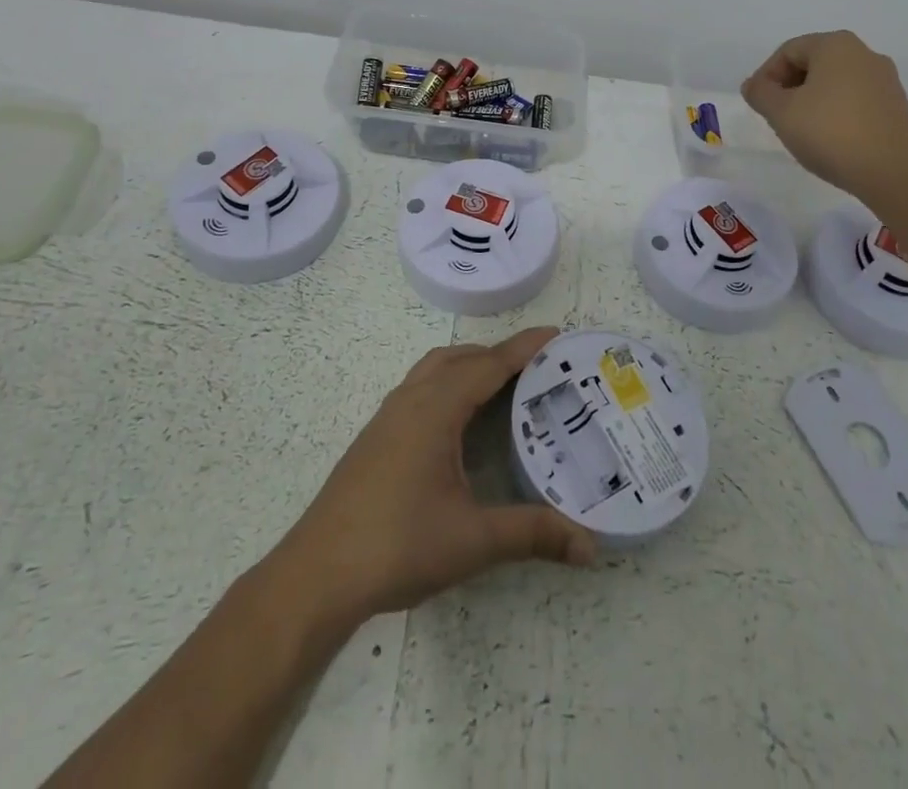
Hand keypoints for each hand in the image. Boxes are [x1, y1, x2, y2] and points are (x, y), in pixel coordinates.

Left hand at [268, 327, 595, 627]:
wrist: (317, 573)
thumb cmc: (397, 545)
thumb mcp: (473, 540)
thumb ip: (532, 535)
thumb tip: (591, 546)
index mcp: (436, 408)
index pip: (489, 365)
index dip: (524, 348)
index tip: (555, 334)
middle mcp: (411, 399)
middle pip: (461, 358)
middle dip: (499, 354)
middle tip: (537, 367)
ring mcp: (388, 416)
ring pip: (435, 369)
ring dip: (469, 366)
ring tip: (502, 386)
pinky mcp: (376, 436)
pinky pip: (420, 388)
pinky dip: (448, 384)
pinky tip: (457, 422)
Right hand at [741, 30, 907, 206]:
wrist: (892, 173)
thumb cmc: (830, 133)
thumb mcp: (781, 112)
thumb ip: (760, 93)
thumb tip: (754, 85)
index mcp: (836, 45)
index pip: (788, 51)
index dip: (766, 76)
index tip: (759, 105)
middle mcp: (865, 53)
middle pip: (812, 63)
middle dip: (788, 87)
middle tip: (776, 116)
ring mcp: (885, 79)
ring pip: (834, 82)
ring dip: (811, 100)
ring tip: (800, 129)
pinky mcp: (895, 105)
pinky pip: (854, 99)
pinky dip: (835, 111)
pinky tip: (829, 137)